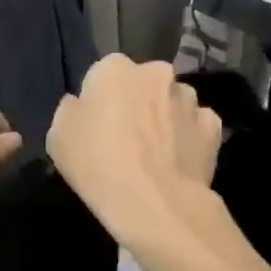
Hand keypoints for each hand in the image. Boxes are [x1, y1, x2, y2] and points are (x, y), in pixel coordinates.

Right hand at [47, 57, 222, 248]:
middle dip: (134, 102)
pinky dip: (186, 137)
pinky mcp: (213, 127)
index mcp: (114, 68)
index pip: (102, 74)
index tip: (93, 125)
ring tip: (152, 153)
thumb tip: (81, 104)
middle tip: (122, 138)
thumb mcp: (58, 135)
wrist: (153, 202)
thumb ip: (71, 110)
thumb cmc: (96, 163)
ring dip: (162, 118)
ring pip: (170, 102)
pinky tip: (175, 161)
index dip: (97, 100)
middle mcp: (156, 73)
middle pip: (141, 84)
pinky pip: (194, 126)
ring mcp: (189, 99)